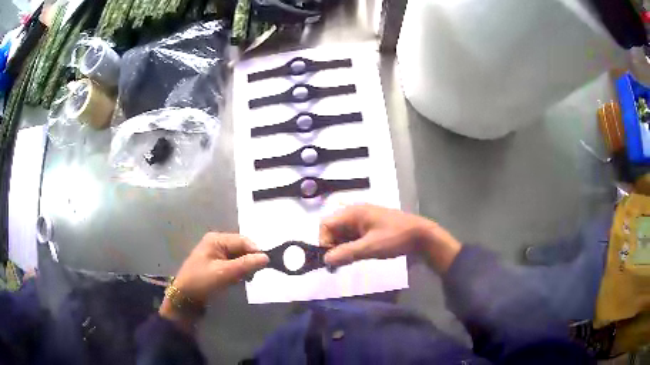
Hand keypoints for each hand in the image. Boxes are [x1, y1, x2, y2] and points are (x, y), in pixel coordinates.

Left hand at [160, 233, 267, 331]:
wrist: (184, 297)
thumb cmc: (202, 281)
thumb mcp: (224, 273)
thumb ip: (245, 264)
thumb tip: (266, 257)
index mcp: (216, 239)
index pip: (243, 241)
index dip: (255, 252)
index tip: (264, 267)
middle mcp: (217, 243)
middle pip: (242, 248)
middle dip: (249, 261)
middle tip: (251, 276)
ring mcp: (216, 253)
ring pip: (239, 257)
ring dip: (244, 268)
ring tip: (244, 280)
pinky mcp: (216, 264)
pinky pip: (234, 265)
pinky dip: (238, 272)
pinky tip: (237, 281)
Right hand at [319, 204, 461, 272]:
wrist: (421, 236)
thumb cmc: (395, 238)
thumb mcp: (370, 248)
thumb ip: (345, 253)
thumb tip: (325, 260)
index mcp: (353, 212)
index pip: (326, 224)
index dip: (324, 241)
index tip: (332, 258)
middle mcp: (354, 213)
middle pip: (333, 229)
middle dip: (332, 246)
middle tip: (339, 264)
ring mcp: (362, 220)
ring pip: (342, 234)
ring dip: (341, 248)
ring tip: (348, 262)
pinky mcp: (369, 227)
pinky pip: (352, 236)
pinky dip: (350, 246)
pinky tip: (357, 256)